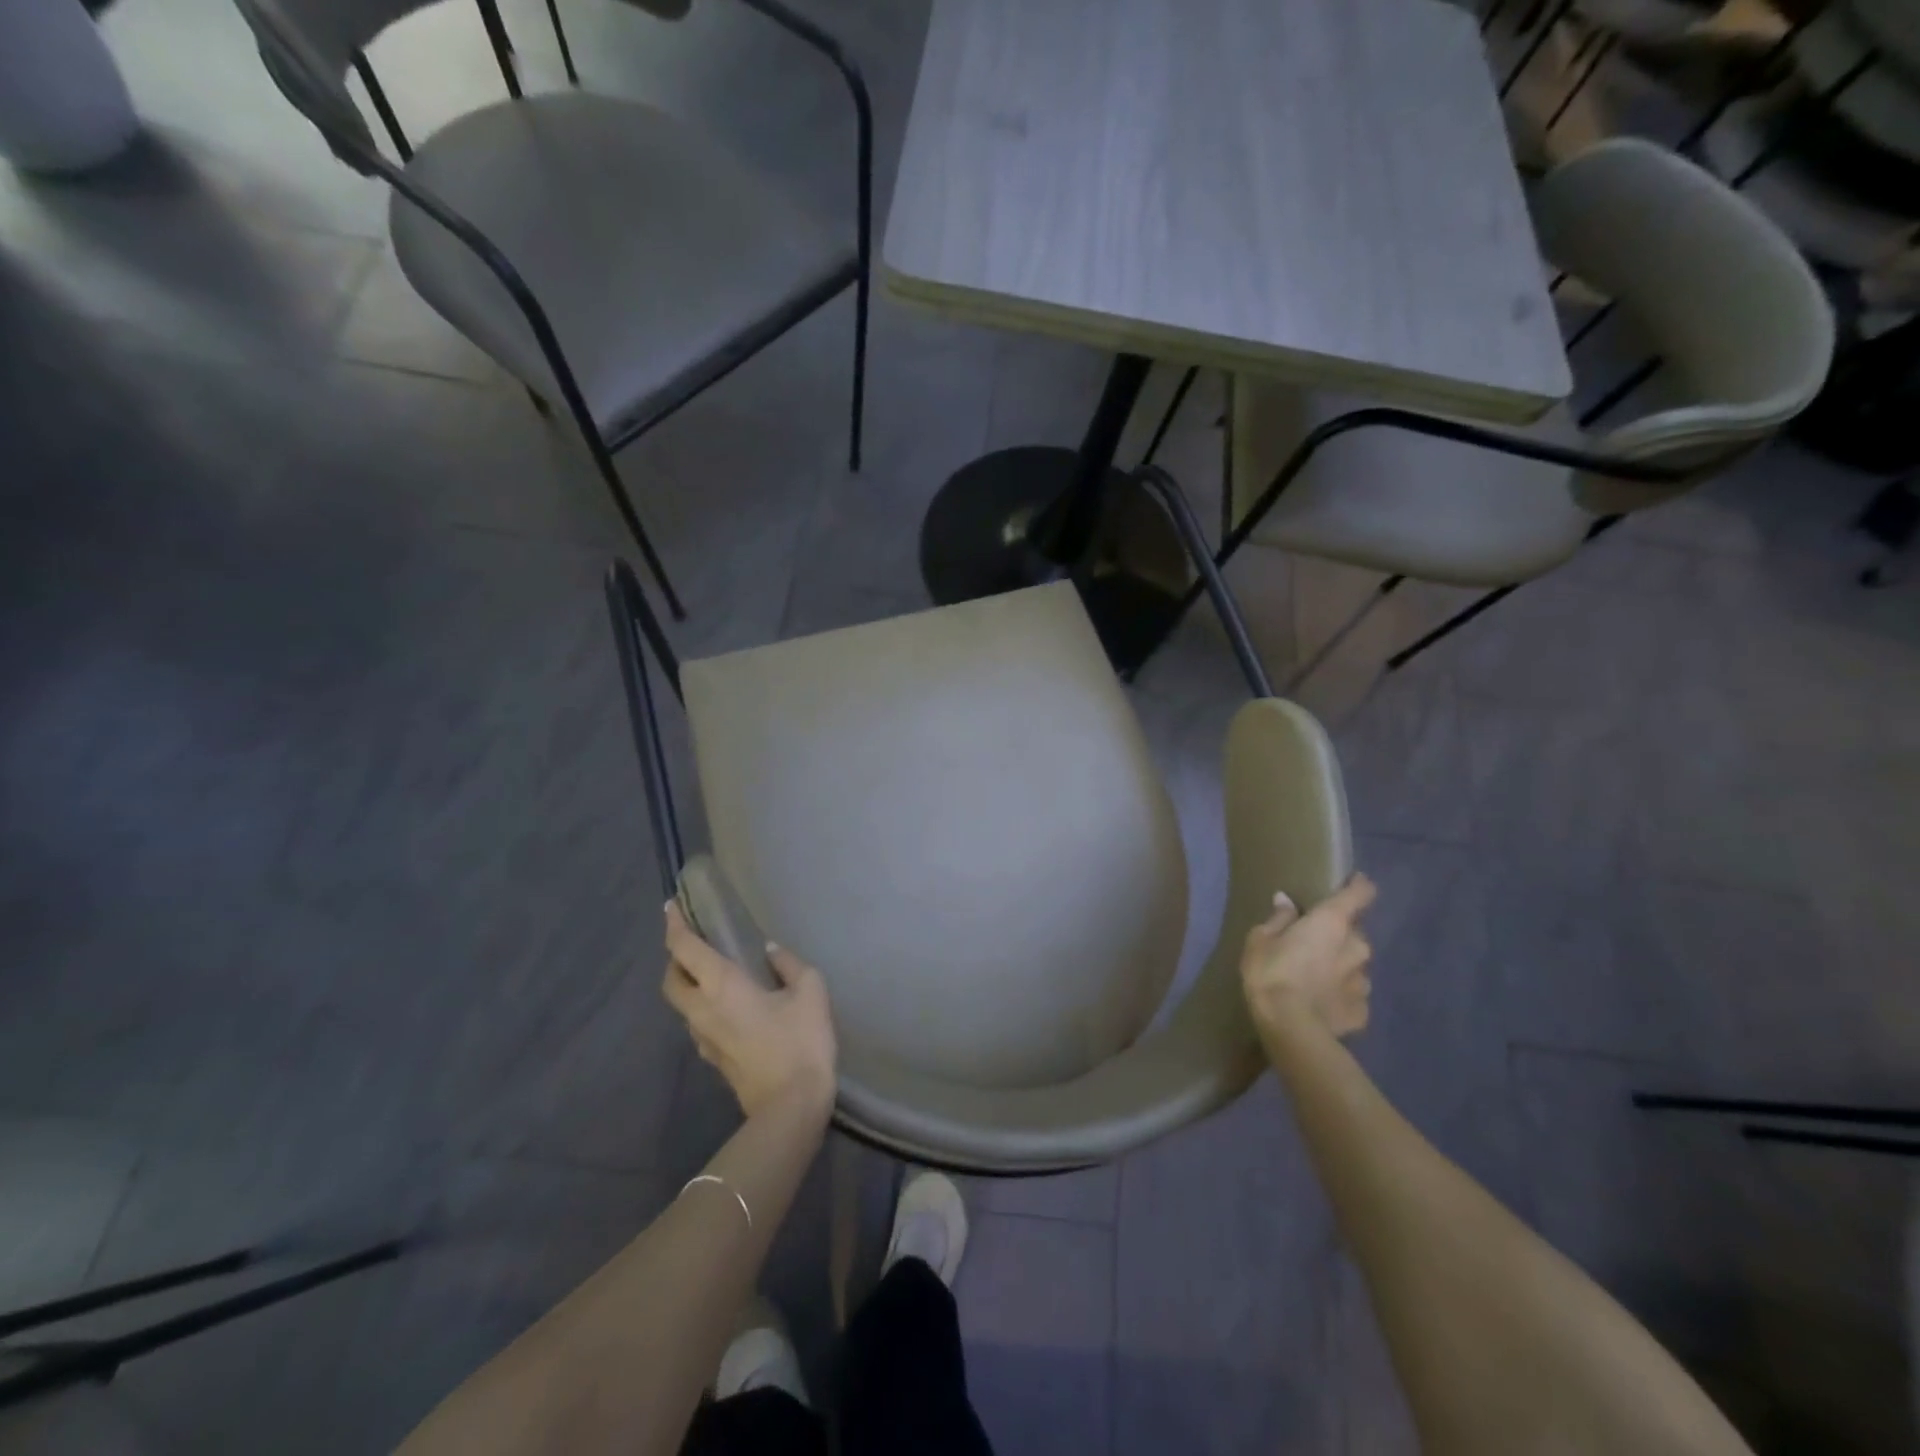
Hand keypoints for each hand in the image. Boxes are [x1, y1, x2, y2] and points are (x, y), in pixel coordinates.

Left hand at [662, 901, 837, 1119]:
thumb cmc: (800, 1041)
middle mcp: (702, 1009)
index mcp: (721, 985)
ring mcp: (703, 1038)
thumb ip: (789, 964)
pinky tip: (730, 1005)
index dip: (674, 925)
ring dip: (689, 983)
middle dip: (675, 957)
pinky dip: (704, 1005)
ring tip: (713, 971)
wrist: (791, 1107)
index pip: (684, 949)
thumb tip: (771, 951)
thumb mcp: (810, 991)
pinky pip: (699, 1022)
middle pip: (671, 979)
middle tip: (694, 941)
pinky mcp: (713, 1059)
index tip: (671, 906)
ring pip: (682, 1004)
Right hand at [1240, 873, 1377, 1041]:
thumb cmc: (1271, 973)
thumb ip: (1279, 919)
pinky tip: (1322, 1003)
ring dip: (1342, 966)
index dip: (1358, 886)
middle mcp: (1357, 947)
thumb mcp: (1260, 939)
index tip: (1351, 883)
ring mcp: (1364, 982)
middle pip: (1356, 932)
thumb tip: (1287, 902)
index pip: (1361, 893)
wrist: (1290, 1028)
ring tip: (1317, 977)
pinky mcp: (1362, 1012)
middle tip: (1316, 943)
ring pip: (1357, 965)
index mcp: (1333, 922)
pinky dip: (1341, 995)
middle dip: (1340, 935)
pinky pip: (1354, 996)